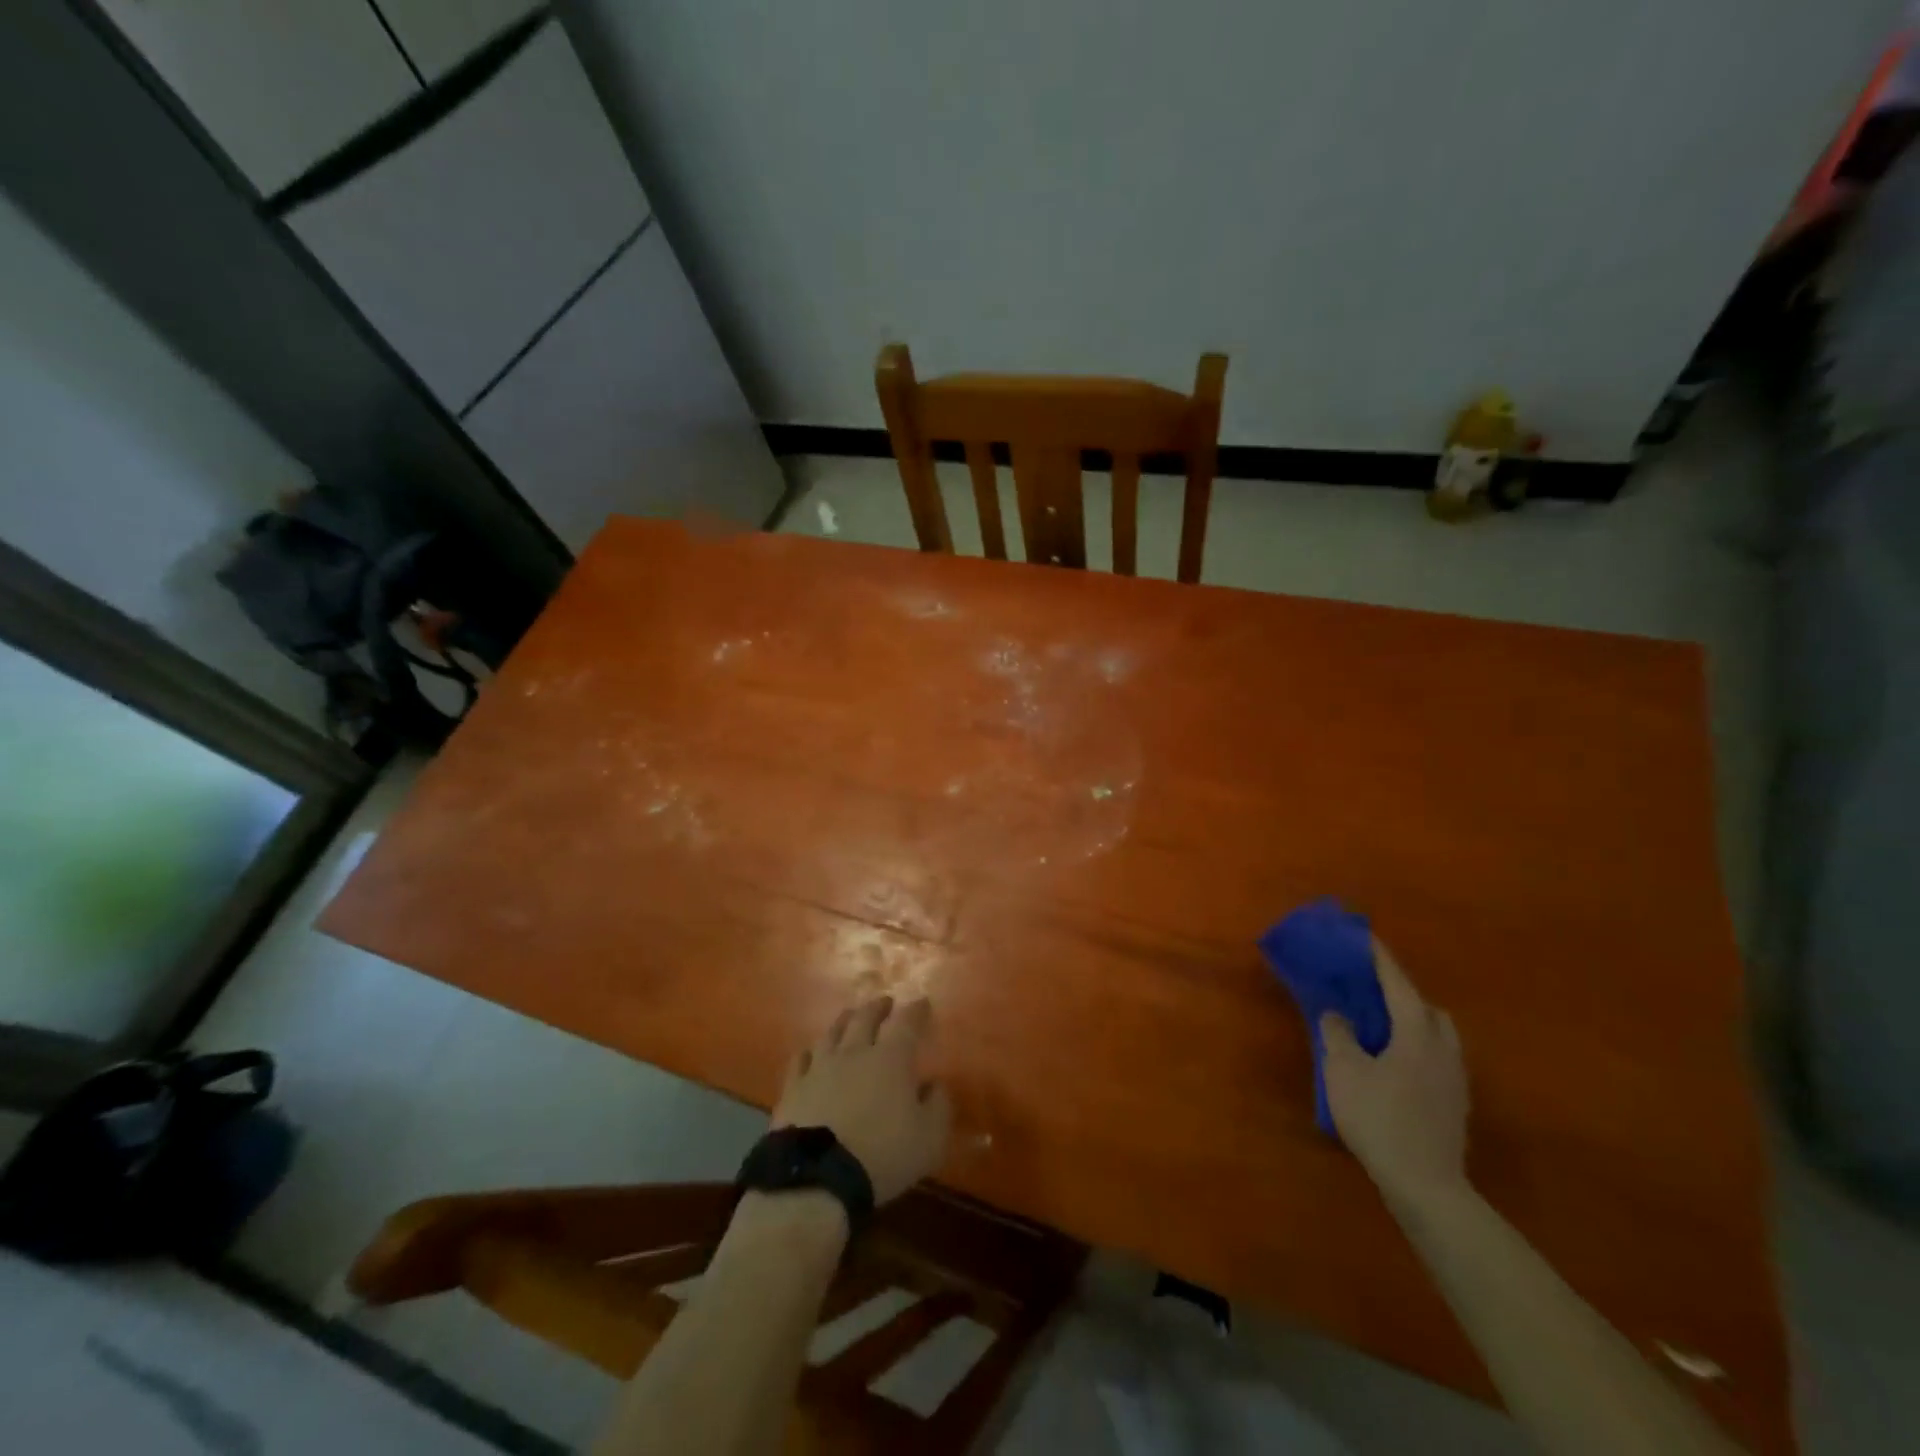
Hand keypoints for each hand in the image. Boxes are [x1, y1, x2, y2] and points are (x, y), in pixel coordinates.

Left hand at [773, 996, 951, 1203]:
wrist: (816, 1178)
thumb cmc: (882, 1156)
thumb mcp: (928, 1139)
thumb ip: (937, 1107)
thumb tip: (934, 1085)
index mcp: (891, 1059)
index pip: (906, 1023)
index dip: (916, 1010)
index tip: (923, 1003)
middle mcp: (854, 1053)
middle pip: (866, 1018)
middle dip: (878, 1007)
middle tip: (885, 1003)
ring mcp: (819, 1067)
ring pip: (832, 1032)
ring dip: (845, 1021)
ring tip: (850, 1017)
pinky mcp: (792, 1088)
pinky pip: (800, 1059)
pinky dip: (810, 1051)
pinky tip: (811, 1052)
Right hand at [1321, 938, 1469, 1209]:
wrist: (1425, 1185)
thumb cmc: (1380, 1118)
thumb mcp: (1343, 1071)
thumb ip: (1338, 1034)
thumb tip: (1337, 1014)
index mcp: (1417, 1034)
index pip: (1398, 985)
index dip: (1380, 960)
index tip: (1366, 938)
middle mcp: (1443, 1050)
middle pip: (1428, 1010)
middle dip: (1403, 994)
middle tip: (1373, 991)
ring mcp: (1455, 1080)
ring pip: (1438, 1037)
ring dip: (1413, 1024)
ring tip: (1383, 1028)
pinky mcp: (1455, 1106)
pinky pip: (1437, 1061)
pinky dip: (1417, 1050)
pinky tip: (1394, 1066)